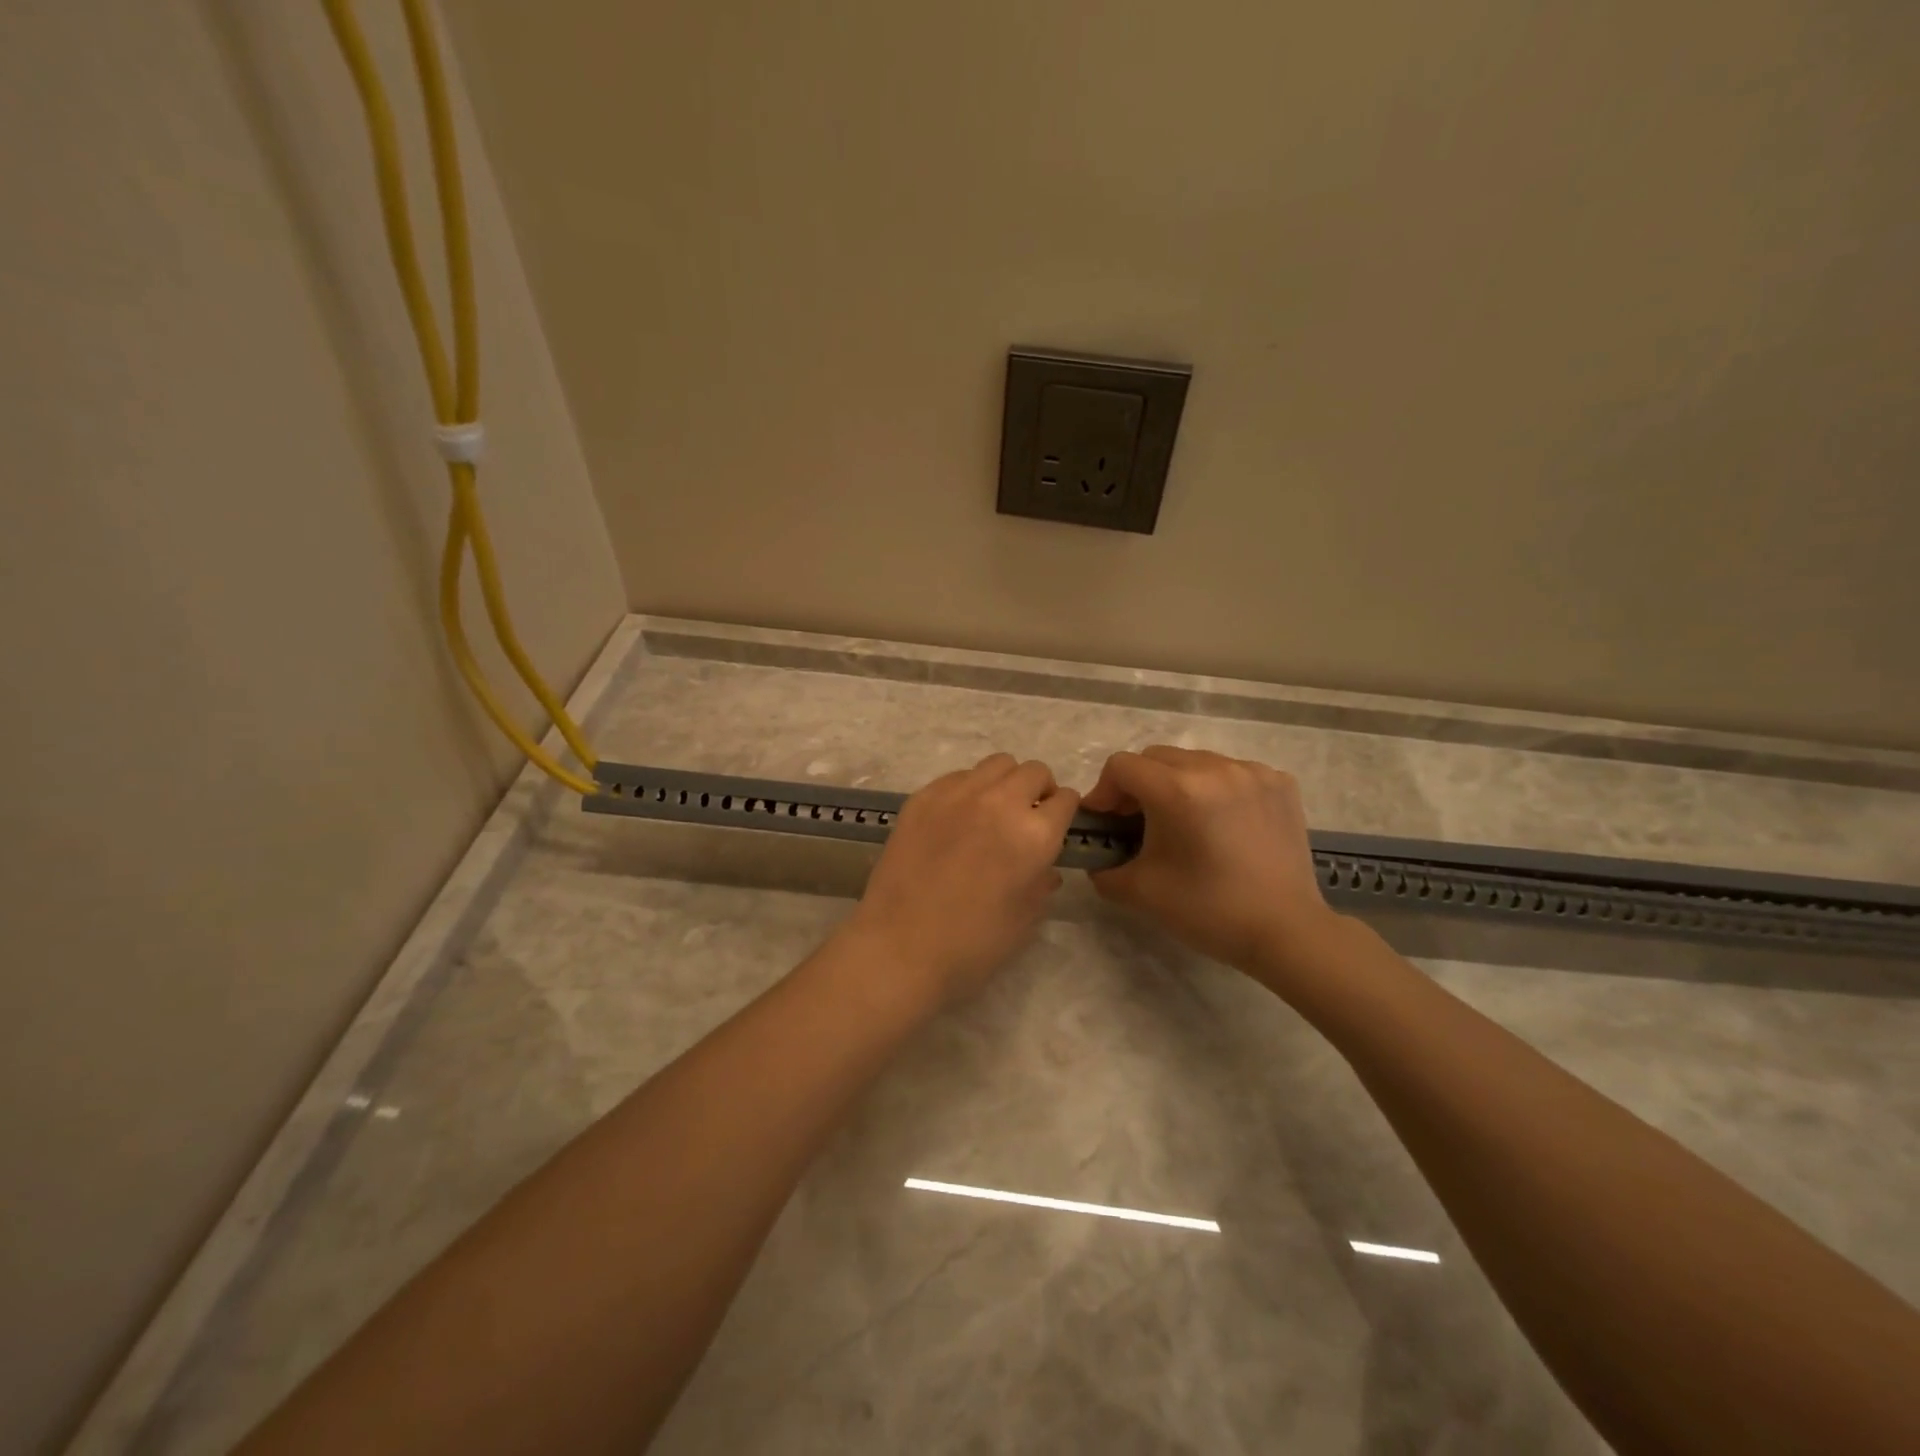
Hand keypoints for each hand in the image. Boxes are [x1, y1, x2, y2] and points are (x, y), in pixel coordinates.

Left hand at [845, 754, 1079, 1006]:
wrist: (900, 945)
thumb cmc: (972, 944)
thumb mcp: (1025, 919)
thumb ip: (1042, 882)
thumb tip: (1045, 866)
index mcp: (1034, 835)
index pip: (1065, 800)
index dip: (1064, 812)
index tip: (1056, 825)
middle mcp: (1000, 802)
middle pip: (1034, 771)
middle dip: (1039, 790)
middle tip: (1027, 817)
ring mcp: (958, 794)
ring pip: (996, 764)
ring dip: (1005, 783)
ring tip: (993, 811)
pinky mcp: (923, 796)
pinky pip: (958, 776)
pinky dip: (969, 789)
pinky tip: (957, 819)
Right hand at [1082, 747, 1340, 979]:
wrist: (1287, 932)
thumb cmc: (1208, 911)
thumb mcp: (1140, 892)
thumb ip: (1104, 868)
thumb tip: (1098, 858)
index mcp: (1177, 790)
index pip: (1121, 766)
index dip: (1104, 792)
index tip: (1107, 822)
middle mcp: (1215, 768)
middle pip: (1156, 758)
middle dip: (1138, 786)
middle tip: (1138, 823)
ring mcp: (1252, 772)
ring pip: (1195, 762)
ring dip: (1177, 784)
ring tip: (1183, 822)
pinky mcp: (1280, 783)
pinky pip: (1232, 772)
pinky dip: (1216, 789)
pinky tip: (1222, 823)